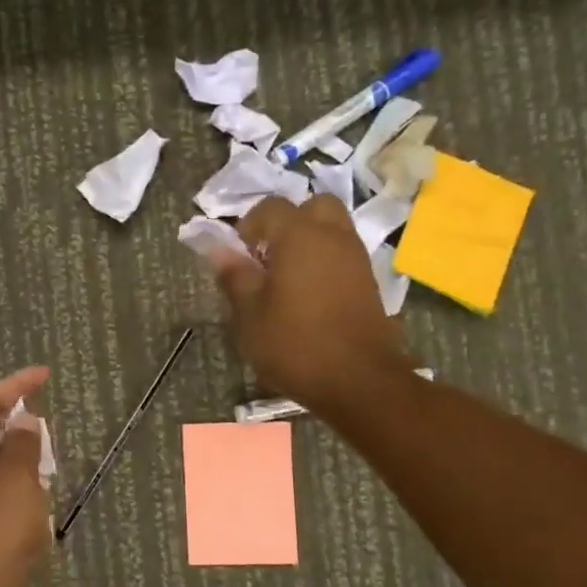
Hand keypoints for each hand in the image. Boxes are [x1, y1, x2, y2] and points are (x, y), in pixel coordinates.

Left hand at [0, 367, 52, 586]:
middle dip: (20, 429)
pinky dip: (21, 497)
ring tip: (52, 466)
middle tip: (52, 430)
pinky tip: (43, 508)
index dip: (16, 385)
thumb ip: (24, 446)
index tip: (45, 375)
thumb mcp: (15, 480)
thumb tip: (25, 424)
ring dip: (23, 465)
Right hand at [208, 195, 408, 410]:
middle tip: (268, 255)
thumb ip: (234, 275)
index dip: (249, 225)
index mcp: (299, 236)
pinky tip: (307, 295)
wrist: (358, 380)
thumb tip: (217, 249)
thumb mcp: (250, 313)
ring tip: (285, 278)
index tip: (239, 255)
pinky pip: (342, 254)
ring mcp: (356, 258)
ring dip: (308, 241)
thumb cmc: (294, 343)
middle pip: (312, 206)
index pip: (270, 206)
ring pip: (331, 229)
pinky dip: (324, 261)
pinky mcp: (369, 281)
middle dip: (288, 222)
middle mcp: (333, 236)